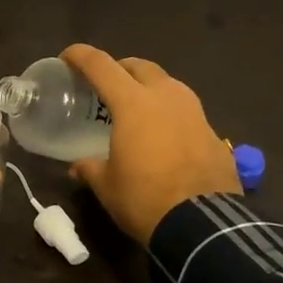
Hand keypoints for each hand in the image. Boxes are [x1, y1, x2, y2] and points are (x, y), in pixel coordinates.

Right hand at [62, 44, 240, 245]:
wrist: (203, 226)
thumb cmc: (144, 199)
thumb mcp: (107, 186)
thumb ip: (90, 169)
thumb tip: (78, 168)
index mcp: (133, 103)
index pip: (101, 65)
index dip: (81, 56)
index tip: (67, 57)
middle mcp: (166, 97)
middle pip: (140, 66)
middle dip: (120, 68)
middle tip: (106, 85)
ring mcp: (195, 112)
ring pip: (168, 84)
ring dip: (150, 87)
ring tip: (138, 107)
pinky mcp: (214, 132)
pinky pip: (187, 111)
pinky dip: (171, 114)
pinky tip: (166, 136)